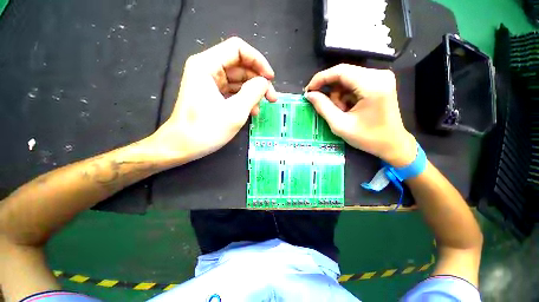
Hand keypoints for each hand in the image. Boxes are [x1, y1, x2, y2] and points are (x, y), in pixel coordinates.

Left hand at [151, 37, 277, 162]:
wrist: (178, 146)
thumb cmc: (202, 131)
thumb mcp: (234, 112)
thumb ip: (254, 92)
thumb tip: (265, 82)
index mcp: (206, 64)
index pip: (238, 47)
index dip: (257, 60)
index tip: (269, 78)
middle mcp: (205, 65)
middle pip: (239, 61)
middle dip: (257, 77)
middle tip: (271, 96)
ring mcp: (207, 77)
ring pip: (237, 74)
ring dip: (252, 88)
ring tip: (263, 106)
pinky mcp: (209, 88)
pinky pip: (231, 84)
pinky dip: (243, 94)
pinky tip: (252, 109)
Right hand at [305, 64, 415, 166]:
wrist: (395, 143)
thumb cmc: (371, 139)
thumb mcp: (342, 126)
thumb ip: (323, 107)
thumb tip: (309, 94)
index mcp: (372, 86)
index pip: (340, 71)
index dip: (321, 78)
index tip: (309, 90)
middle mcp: (379, 75)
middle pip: (345, 71)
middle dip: (332, 87)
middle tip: (326, 103)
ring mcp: (383, 75)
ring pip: (350, 74)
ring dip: (341, 89)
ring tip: (342, 108)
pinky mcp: (383, 78)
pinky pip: (358, 77)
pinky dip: (350, 89)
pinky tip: (351, 104)